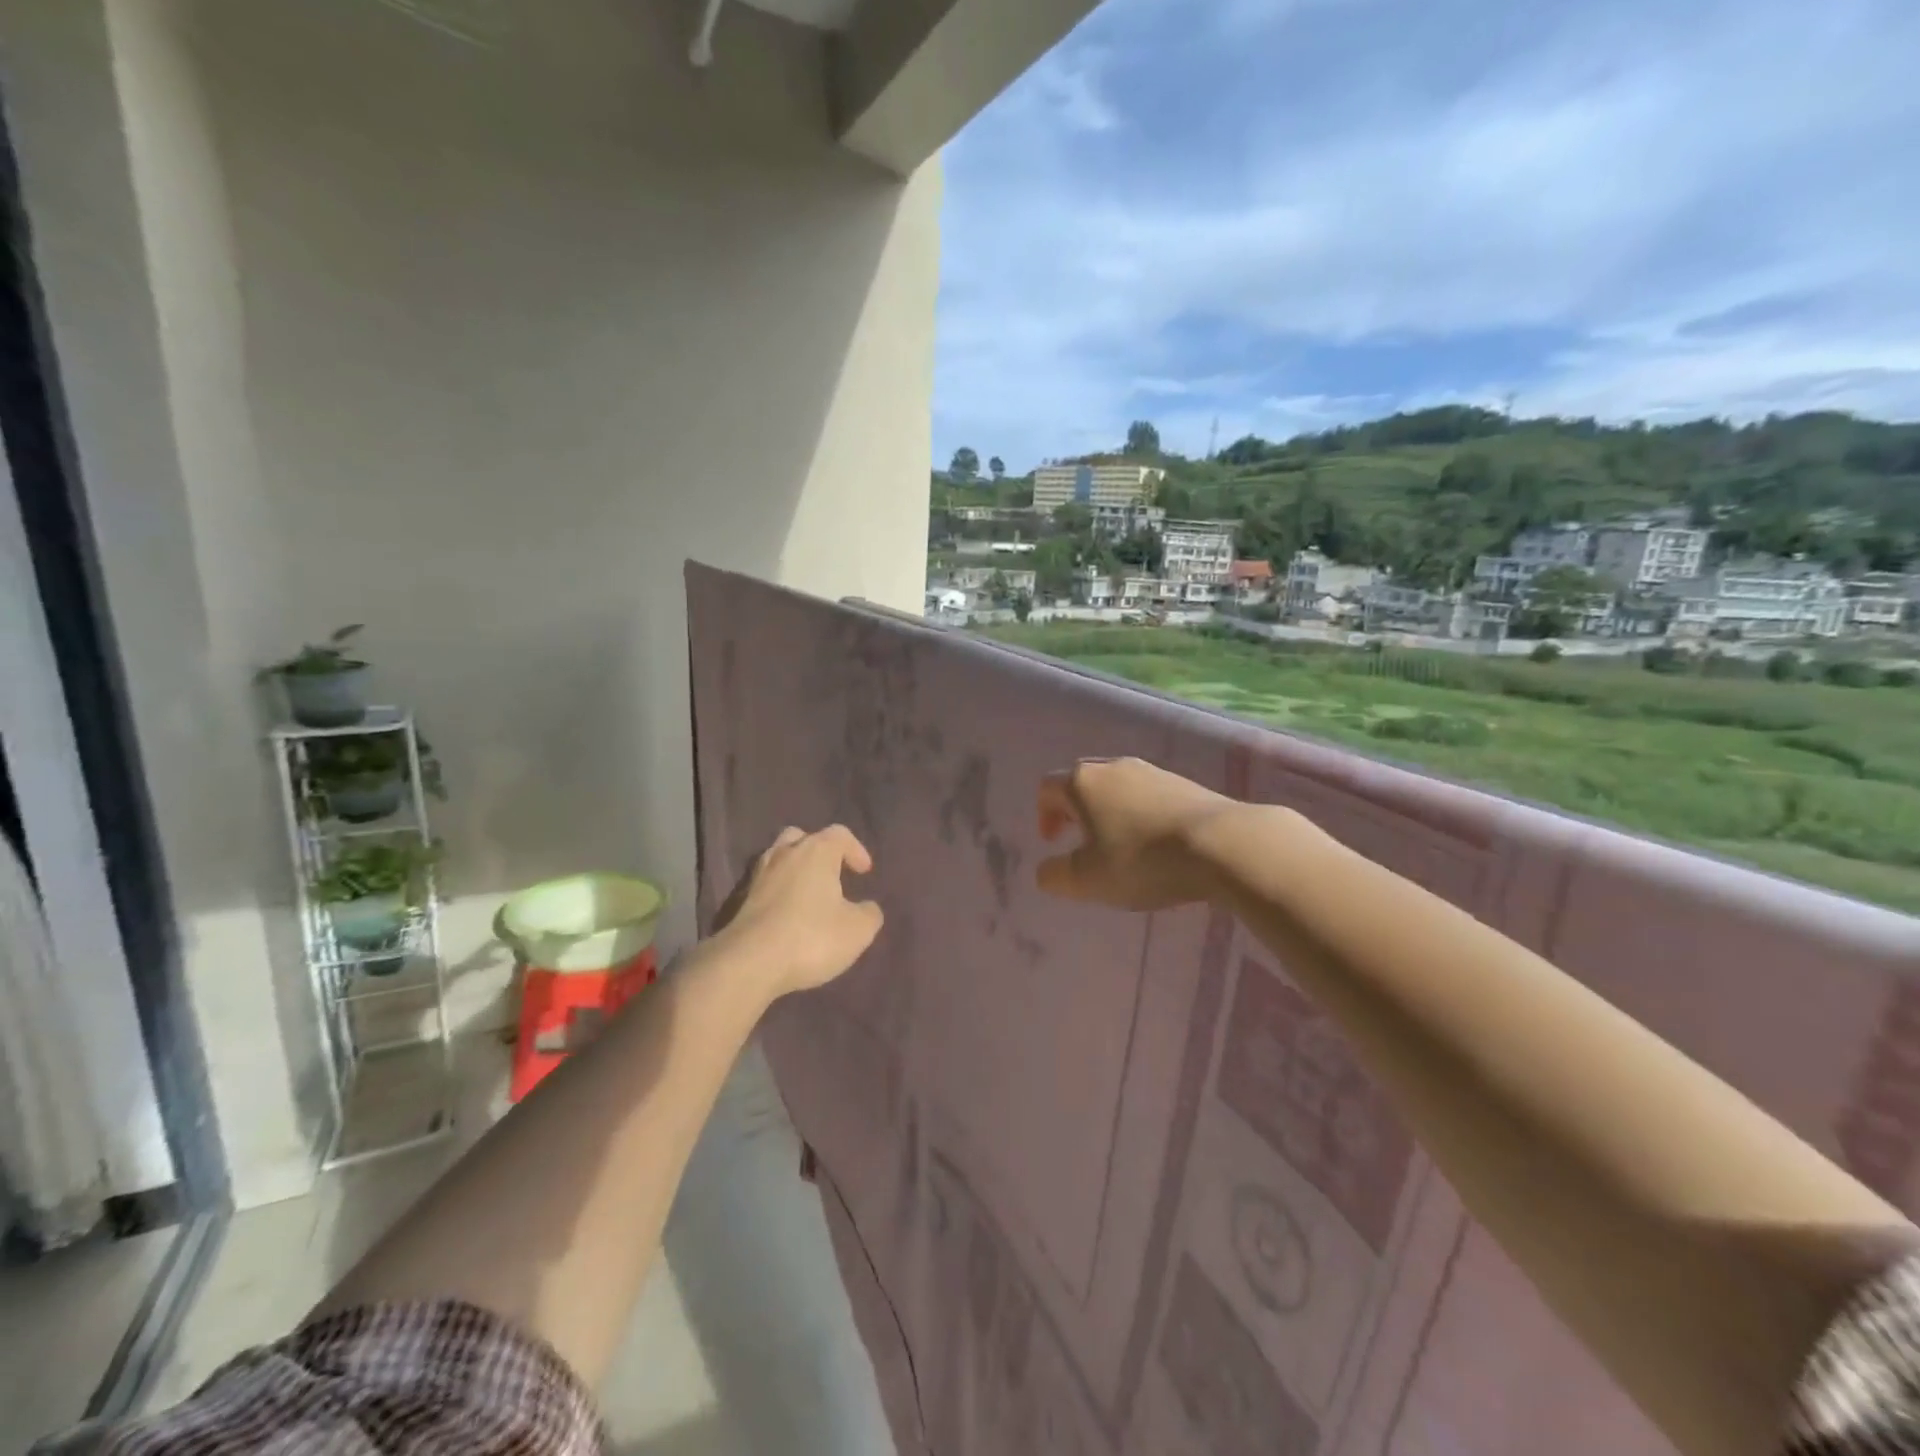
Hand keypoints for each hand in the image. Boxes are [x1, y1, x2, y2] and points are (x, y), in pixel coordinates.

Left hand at [717, 825, 883, 998]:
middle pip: (802, 837)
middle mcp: (784, 854)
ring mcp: (757, 875)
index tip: (864, 872)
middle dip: (818, 851)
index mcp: (816, 852)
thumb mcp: (857, 931)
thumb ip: (869, 914)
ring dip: (794, 870)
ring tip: (807, 894)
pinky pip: (764, 885)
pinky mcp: (738, 900)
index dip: (855, 850)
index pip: (840, 834)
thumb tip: (868, 908)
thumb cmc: (811, 938)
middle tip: (830, 873)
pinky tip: (785, 915)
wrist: (748, 963)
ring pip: (778, 858)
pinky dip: (777, 892)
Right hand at [1036, 758, 1235, 910]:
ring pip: (1118, 786)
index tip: (1055, 843)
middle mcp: (1114, 767)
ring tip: (1122, 845)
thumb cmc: (1141, 861)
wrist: (1221, 845)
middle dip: (1076, 810)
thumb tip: (1046, 870)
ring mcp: (1152, 771)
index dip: (1044, 815)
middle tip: (1084, 841)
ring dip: (1111, 811)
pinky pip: (1149, 794)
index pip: (1048, 788)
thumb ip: (1055, 876)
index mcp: (1082, 783)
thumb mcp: (1087, 880)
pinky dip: (1142, 814)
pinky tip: (1157, 843)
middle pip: (1082, 782)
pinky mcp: (1184, 782)